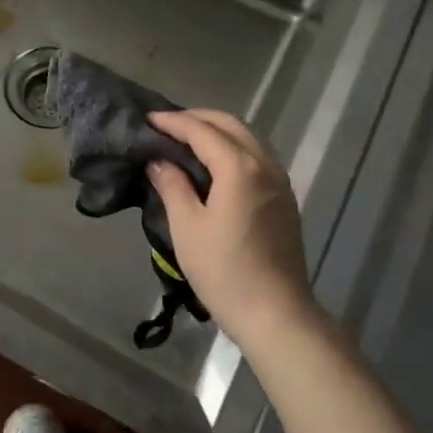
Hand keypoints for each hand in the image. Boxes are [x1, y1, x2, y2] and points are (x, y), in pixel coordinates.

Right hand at [147, 110, 325, 348]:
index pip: (202, 131)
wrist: (275, 313)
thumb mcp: (187, 228)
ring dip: (218, 130)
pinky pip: (258, 156)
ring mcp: (280, 181)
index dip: (174, 122)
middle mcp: (265, 164)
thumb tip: (159, 161)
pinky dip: (234, 147)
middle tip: (167, 125)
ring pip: (248, 138)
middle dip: (198, 118)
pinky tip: (215, 163)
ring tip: (188, 139)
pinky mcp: (284, 198)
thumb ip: (172, 186)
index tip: (148, 120)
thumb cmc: (224, 271)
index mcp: (240, 168)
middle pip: (231, 125)